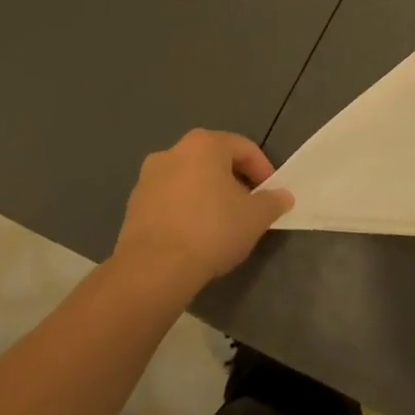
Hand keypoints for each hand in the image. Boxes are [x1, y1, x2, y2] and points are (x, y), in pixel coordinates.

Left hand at [113, 129, 292, 289]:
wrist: (153, 270)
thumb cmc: (212, 230)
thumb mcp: (256, 216)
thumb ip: (273, 201)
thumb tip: (282, 197)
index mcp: (204, 144)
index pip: (244, 148)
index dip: (263, 170)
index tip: (271, 195)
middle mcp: (173, 152)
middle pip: (214, 161)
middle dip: (234, 181)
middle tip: (248, 206)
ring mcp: (148, 179)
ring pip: (189, 180)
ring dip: (207, 195)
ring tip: (221, 223)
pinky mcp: (132, 207)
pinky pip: (170, 200)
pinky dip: (185, 210)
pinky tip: (195, 235)